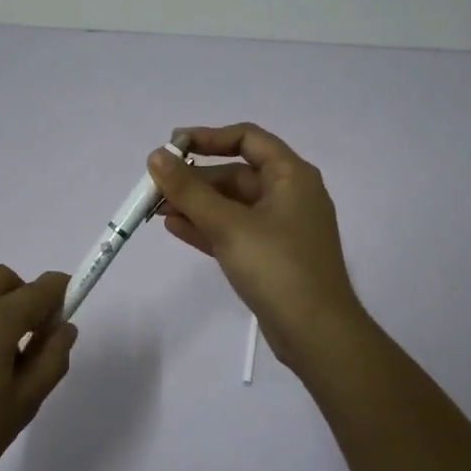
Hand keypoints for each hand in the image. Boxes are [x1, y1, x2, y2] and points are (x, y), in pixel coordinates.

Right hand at [147, 123, 365, 369]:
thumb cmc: (276, 267)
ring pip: (232, 205)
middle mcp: (289, 195)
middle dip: (195, 179)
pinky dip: (207, 227)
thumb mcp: (228, 225)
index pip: (247, 138)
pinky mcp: (271, 256)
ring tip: (155, 209)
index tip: (172, 147)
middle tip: (154, 187)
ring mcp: (281, 227)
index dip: (208, 137)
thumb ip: (189, 190)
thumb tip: (156, 156)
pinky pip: (234, 230)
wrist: (315, 333)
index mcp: (291, 176)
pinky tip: (174, 227)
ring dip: (196, 204)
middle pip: (236, 173)